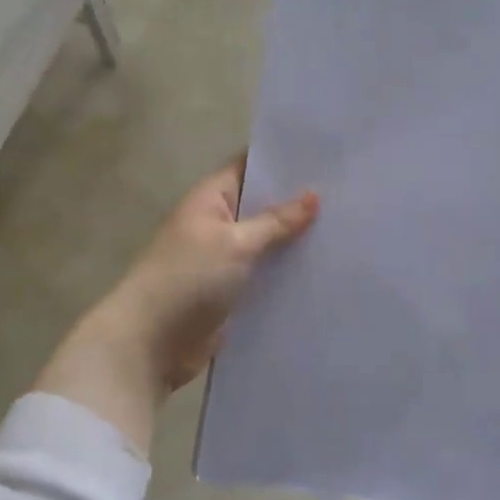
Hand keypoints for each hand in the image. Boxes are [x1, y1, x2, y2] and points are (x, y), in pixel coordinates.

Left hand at [35, 161, 318, 455]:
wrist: (150, 343)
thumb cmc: (187, 279)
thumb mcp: (235, 243)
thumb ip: (275, 221)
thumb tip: (313, 195)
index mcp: (210, 199)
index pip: (249, 166)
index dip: (283, 161)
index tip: (326, 157)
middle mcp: (217, 224)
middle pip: (261, 206)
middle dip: (298, 204)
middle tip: (349, 196)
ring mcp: (223, 260)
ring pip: (266, 244)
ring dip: (295, 243)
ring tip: (347, 232)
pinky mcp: (230, 293)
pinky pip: (264, 276)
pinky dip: (286, 275)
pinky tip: (323, 272)